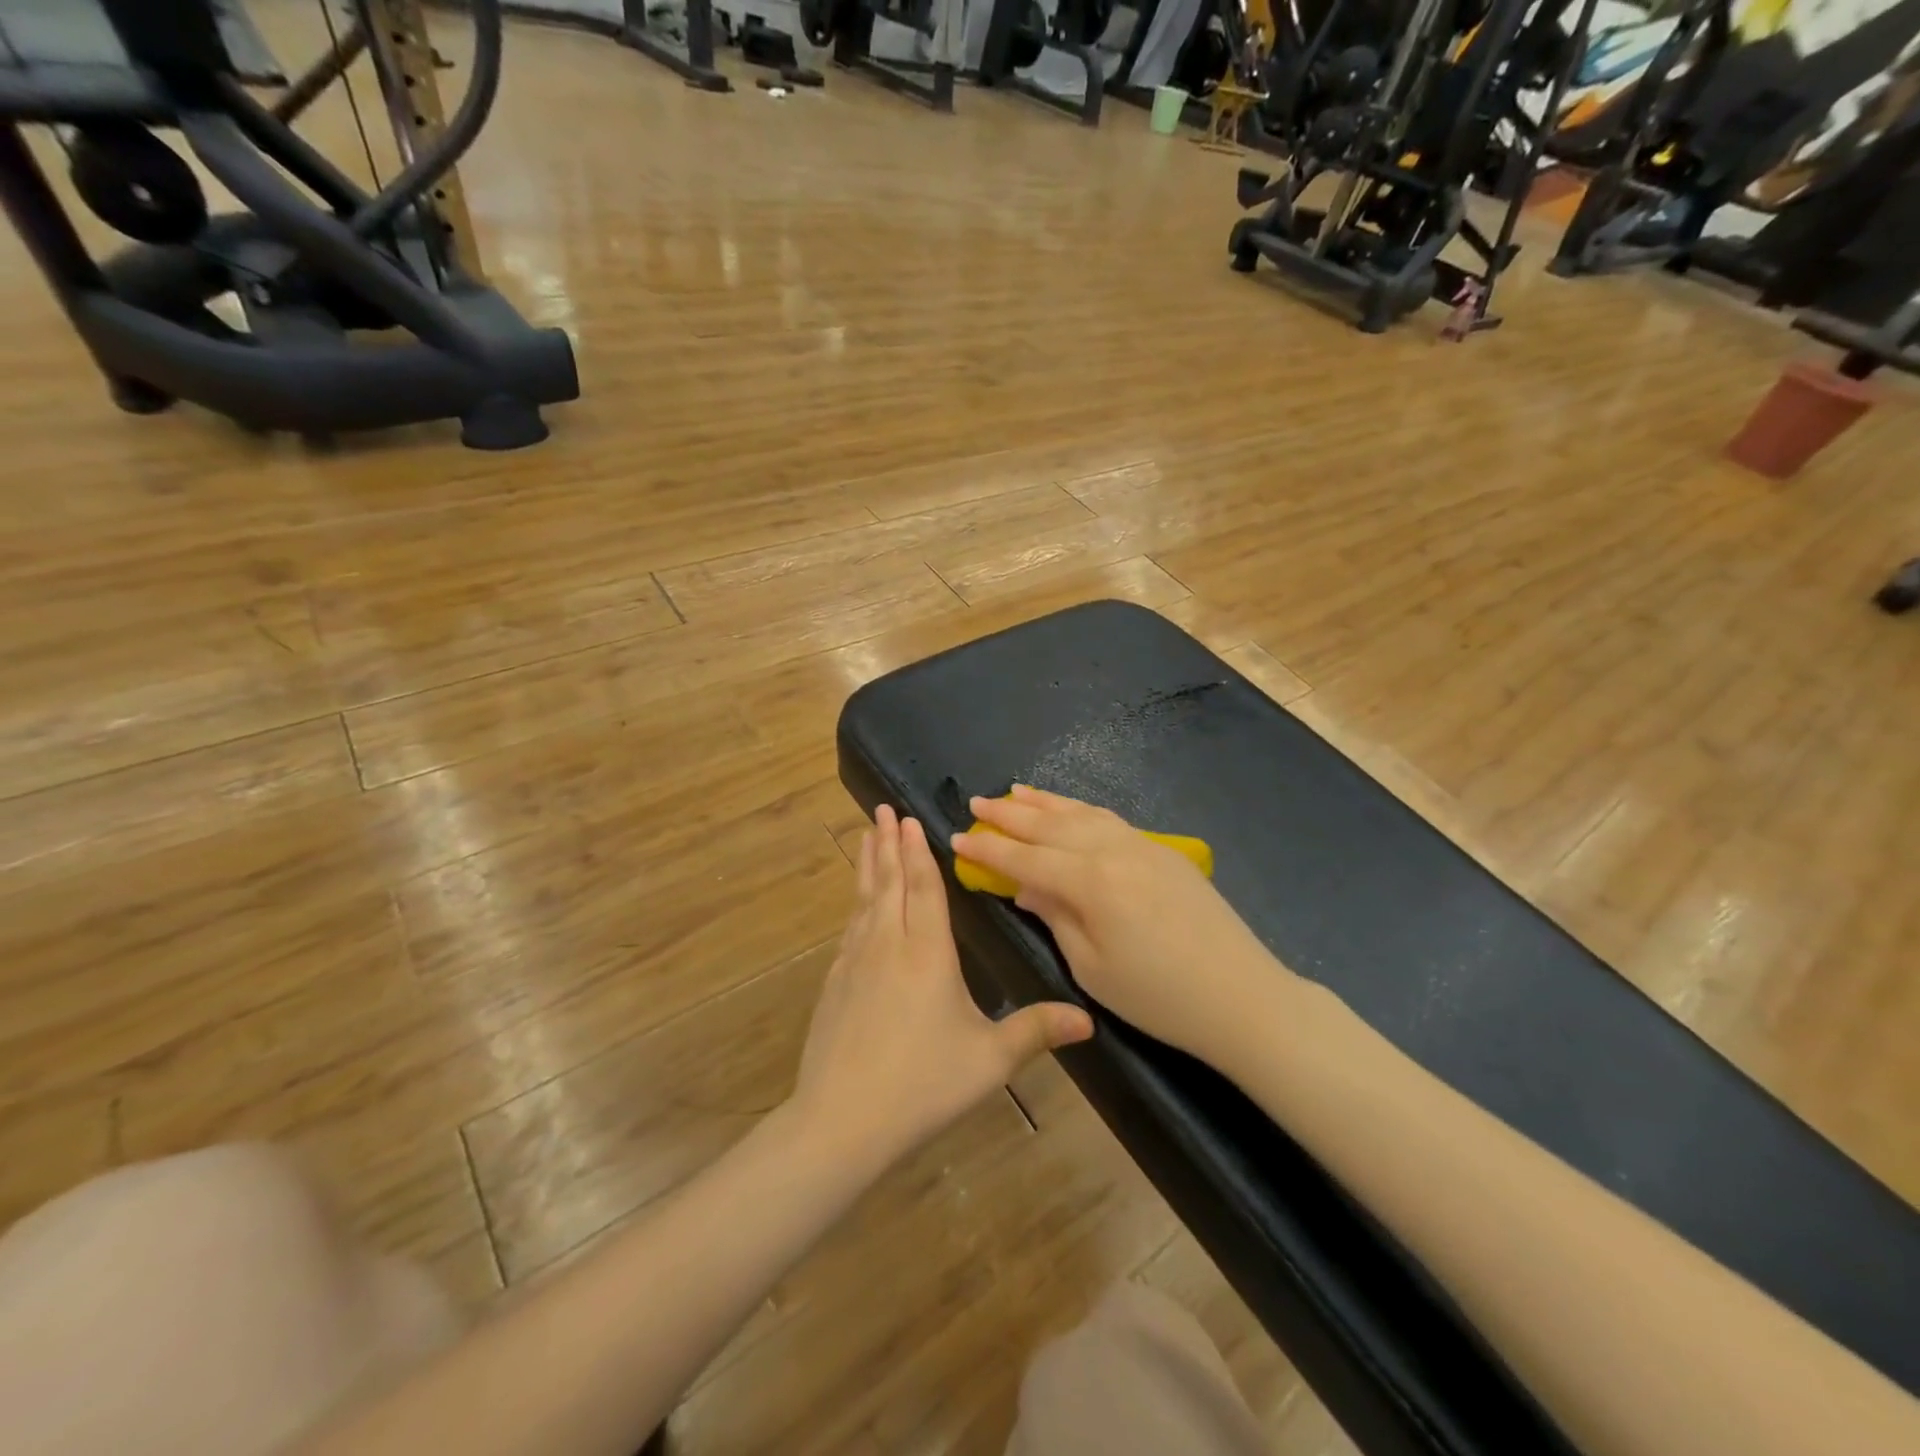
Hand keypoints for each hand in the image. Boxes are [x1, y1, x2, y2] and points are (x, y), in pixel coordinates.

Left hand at [791, 805, 1092, 1173]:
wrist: (842, 1120)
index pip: (924, 887)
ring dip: (868, 865)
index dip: (918, 851)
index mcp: (927, 952)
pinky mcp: (834, 982)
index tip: (909, 818)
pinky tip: (857, 905)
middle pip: (888, 881)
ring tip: (867, 838)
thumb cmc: (923, 1084)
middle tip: (883, 810)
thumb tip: (1089, 1020)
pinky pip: (850, 927)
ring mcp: (855, 961)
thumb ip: (1036, 1032)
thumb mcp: (990, 1060)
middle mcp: (888, 944)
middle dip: (888, 843)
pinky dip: (856, 903)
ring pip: (864, 900)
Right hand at [950, 787, 1286, 1063]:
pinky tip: (1069, 809)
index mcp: (1090, 882)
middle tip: (976, 803)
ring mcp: (1141, 845)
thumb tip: (1027, 888)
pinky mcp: (1161, 851)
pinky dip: (1080, 809)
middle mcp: (1112, 850)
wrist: (1242, 996)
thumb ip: (1056, 918)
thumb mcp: (1092, 968)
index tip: (957, 839)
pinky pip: (1108, 819)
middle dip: (1009, 814)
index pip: (1025, 859)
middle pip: (1049, 825)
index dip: (989, 850)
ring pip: (1080, 813)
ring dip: (1044, 802)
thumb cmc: (1158, 997)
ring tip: (1014, 792)